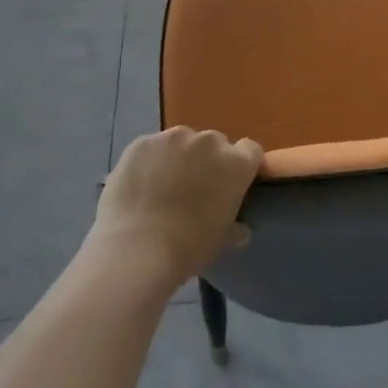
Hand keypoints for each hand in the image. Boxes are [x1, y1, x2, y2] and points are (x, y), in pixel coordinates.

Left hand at [89, 127, 263, 290]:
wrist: (136, 250)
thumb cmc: (189, 248)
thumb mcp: (222, 240)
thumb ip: (235, 227)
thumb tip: (241, 228)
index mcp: (236, 163)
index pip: (250, 150)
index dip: (242, 165)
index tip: (232, 183)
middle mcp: (209, 141)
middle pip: (214, 143)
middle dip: (207, 161)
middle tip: (194, 189)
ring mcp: (173, 138)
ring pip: (181, 142)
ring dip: (178, 158)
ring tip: (162, 187)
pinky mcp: (142, 142)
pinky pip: (152, 148)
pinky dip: (150, 161)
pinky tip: (139, 185)